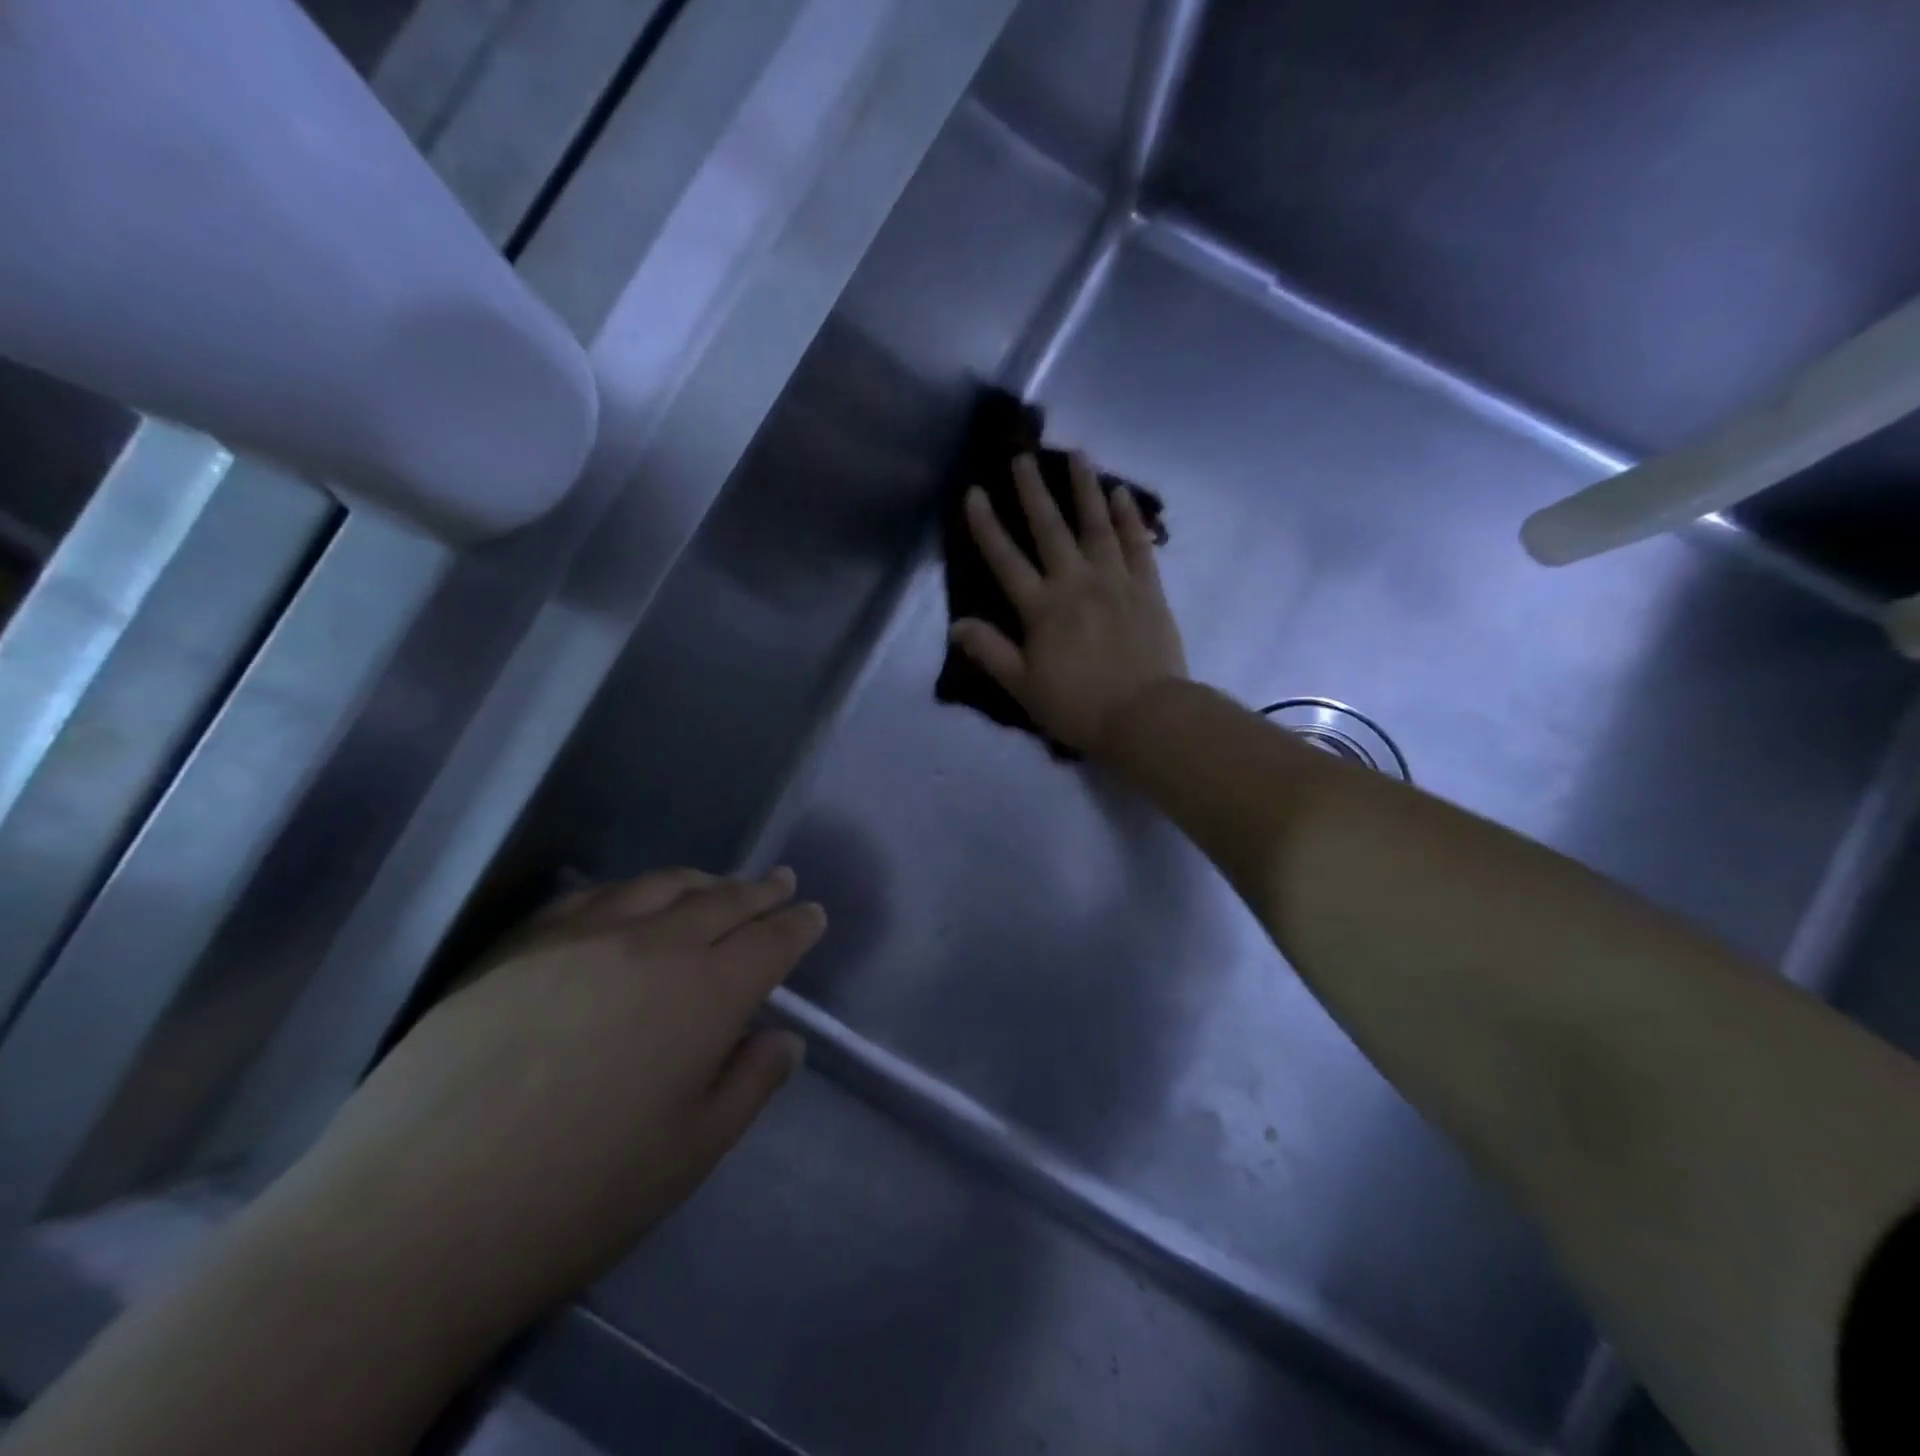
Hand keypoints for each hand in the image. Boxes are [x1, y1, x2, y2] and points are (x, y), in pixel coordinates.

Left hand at [266, 868, 822, 1337]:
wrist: (414, 1216)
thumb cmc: (579, 1196)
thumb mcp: (691, 1152)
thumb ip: (750, 1083)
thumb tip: (784, 1038)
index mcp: (707, 994)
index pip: (770, 942)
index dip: (797, 925)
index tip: (812, 914)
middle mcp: (654, 946)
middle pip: (722, 901)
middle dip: (759, 891)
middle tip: (780, 881)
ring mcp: (582, 937)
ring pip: (660, 887)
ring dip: (701, 881)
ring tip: (717, 883)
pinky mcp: (519, 944)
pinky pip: (591, 896)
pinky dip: (629, 890)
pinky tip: (628, 899)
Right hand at [952, 451, 1186, 753]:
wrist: (1145, 715)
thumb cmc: (1078, 706)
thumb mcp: (1023, 686)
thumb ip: (990, 651)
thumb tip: (956, 624)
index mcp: (1042, 608)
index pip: (1006, 560)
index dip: (987, 526)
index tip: (974, 492)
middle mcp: (1076, 583)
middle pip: (1051, 530)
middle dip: (1034, 492)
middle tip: (1023, 456)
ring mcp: (1115, 581)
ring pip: (1097, 525)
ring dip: (1085, 488)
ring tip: (1078, 454)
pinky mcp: (1148, 588)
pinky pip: (1138, 544)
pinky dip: (1129, 517)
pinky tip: (1121, 493)